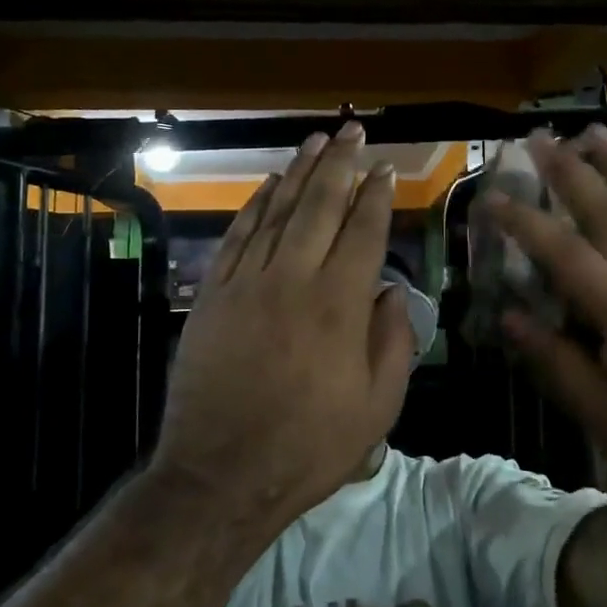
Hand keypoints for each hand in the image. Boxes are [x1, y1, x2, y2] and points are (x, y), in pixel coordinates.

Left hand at [154, 122, 414, 519]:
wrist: (221, 474)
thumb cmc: (309, 446)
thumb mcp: (377, 406)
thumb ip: (393, 342)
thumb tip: (392, 291)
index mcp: (340, 306)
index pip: (364, 232)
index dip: (376, 196)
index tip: (385, 169)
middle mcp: (294, 281)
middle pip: (320, 207)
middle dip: (339, 165)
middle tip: (353, 132)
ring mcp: (248, 284)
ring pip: (277, 213)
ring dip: (298, 174)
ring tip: (315, 142)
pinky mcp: (214, 296)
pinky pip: (237, 237)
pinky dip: (254, 207)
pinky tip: (267, 186)